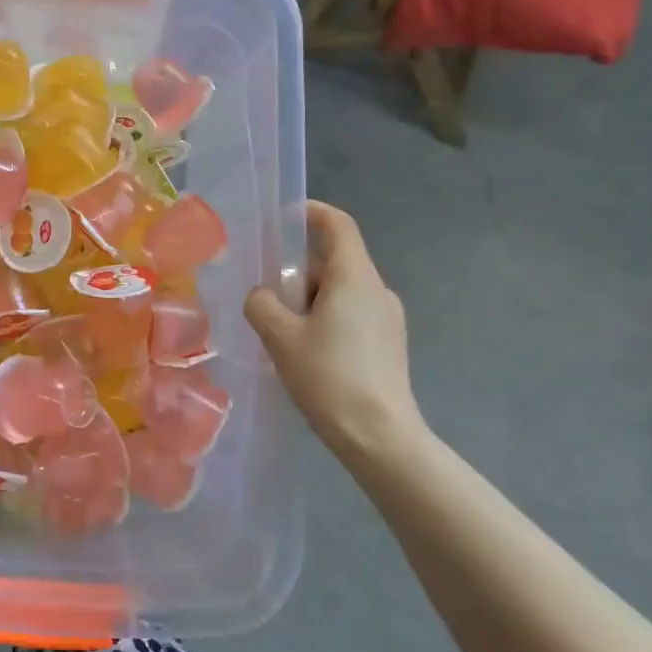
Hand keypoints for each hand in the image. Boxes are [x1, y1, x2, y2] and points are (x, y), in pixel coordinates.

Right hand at [244, 201, 425, 459]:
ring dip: (309, 301)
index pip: (338, 225)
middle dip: (297, 272)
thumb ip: (262, 304)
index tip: (285, 217)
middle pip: (334, 262)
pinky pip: (351, 316)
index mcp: (355, 278)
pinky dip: (325, 321)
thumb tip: (262, 296)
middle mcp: (378, 290)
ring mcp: (389, 319)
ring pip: (340, 292)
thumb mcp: (280, 337)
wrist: (380, 438)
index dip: (312, 213)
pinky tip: (306, 354)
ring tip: (281, 333)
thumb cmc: (329, 377)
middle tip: (266, 297)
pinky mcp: (389, 345)